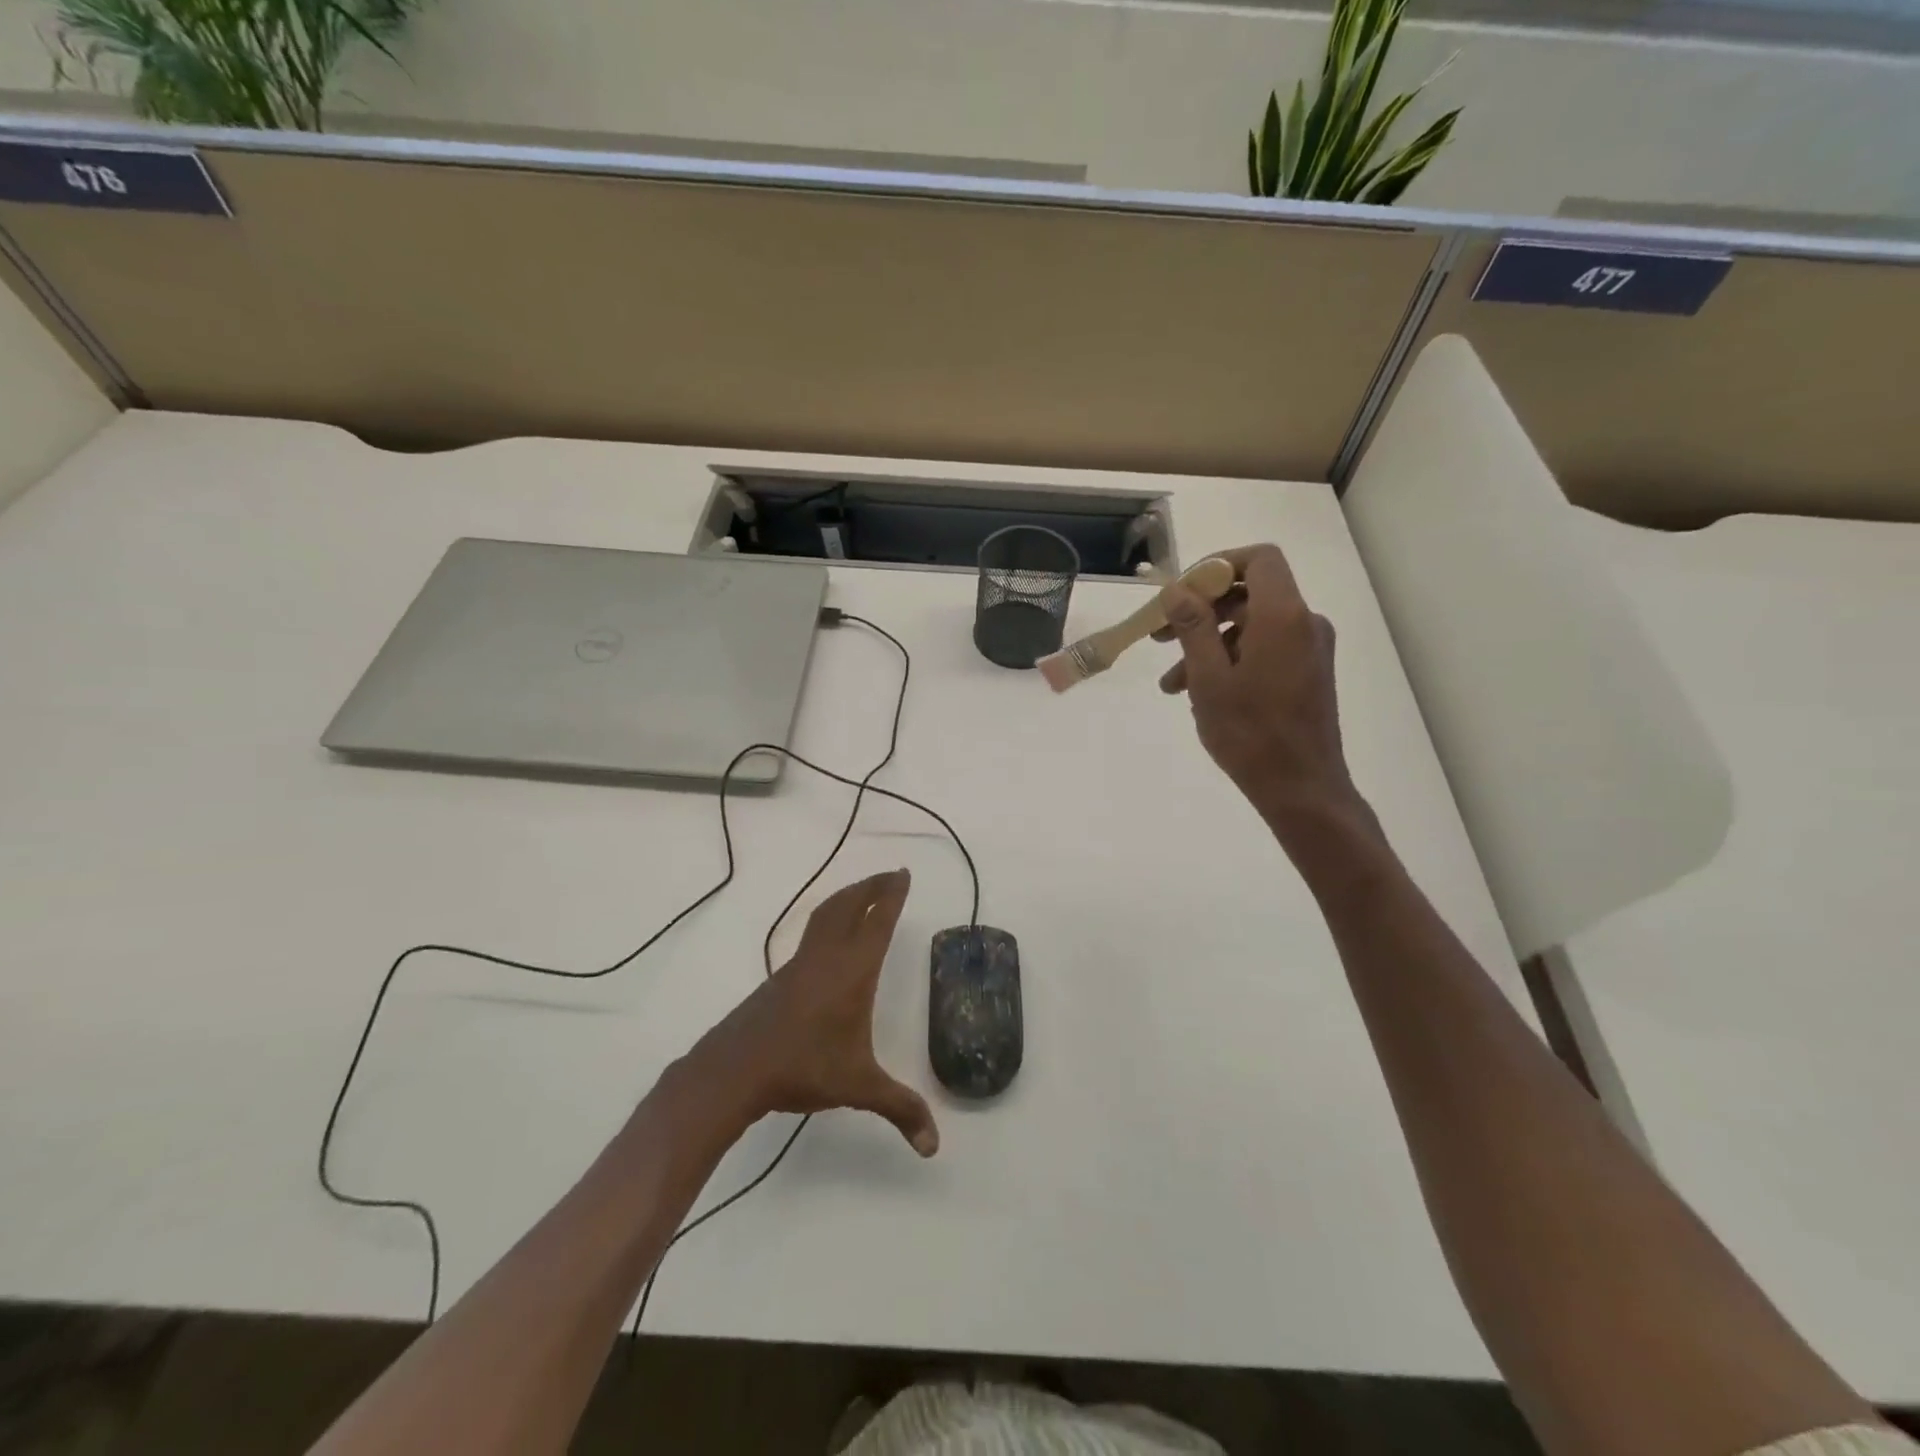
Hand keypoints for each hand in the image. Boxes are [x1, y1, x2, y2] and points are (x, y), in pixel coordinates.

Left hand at [689, 869, 938, 1157]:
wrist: (735, 1070)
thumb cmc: (802, 1068)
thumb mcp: (858, 1086)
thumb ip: (899, 1109)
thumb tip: (933, 1148)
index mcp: (852, 972)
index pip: (877, 922)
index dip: (892, 896)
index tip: (903, 875)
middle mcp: (826, 958)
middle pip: (849, 906)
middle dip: (872, 886)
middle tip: (891, 874)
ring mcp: (799, 964)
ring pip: (825, 915)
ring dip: (848, 897)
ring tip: (863, 892)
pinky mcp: (780, 976)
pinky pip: (811, 934)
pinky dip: (828, 919)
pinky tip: (829, 937)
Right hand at [1155, 544, 1367, 839]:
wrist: (1301, 788)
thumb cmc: (1250, 734)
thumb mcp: (1209, 678)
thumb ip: (1193, 627)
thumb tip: (1177, 589)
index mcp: (1283, 616)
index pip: (1259, 559)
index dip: (1219, 565)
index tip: (1183, 592)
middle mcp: (1303, 623)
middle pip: (1249, 593)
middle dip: (1201, 611)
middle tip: (1160, 637)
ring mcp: (1309, 649)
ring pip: (1250, 627)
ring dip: (1208, 644)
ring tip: (1171, 683)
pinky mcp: (1307, 672)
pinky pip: (1264, 649)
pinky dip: (1230, 660)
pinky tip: (1199, 693)